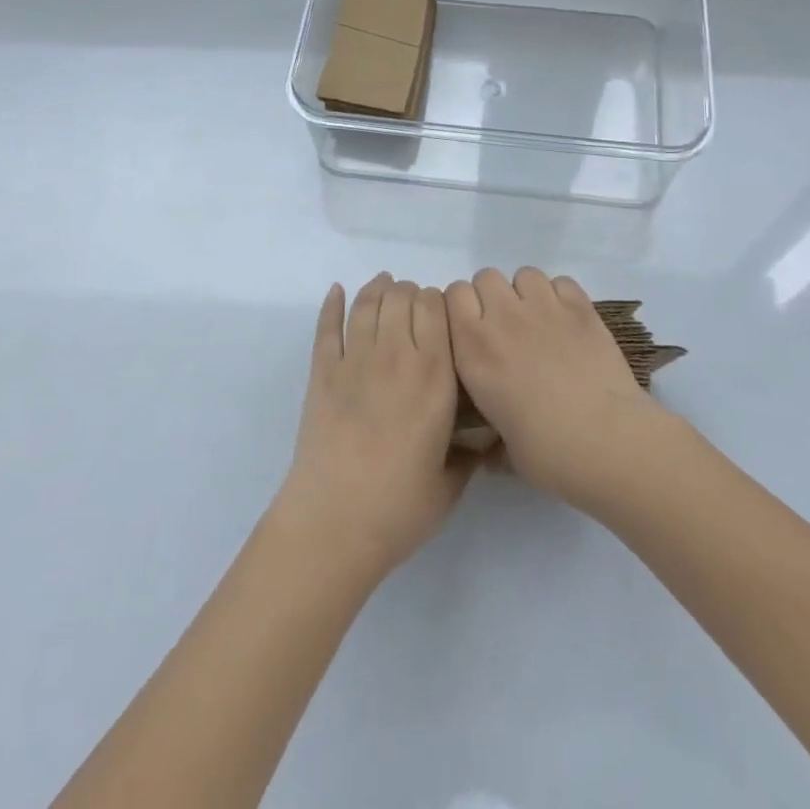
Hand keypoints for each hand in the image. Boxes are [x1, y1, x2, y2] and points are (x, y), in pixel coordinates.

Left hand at [273, 274, 473, 581]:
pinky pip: (327, 326)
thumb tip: (487, 440)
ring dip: (377, 289)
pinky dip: (332, 304)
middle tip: (412, 305)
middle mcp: (395, 356)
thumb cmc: (399, 508)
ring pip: (367, 304)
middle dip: (410, 293)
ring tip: (383, 286)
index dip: (438, 302)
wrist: (334, 523)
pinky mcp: (322, 372)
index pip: (436, 308)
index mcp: (434, 376)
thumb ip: (471, 454)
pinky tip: (337, 291)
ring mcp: (354, 361)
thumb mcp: (451, 483)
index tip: (440, 315)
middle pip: (402, 297)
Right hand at [446, 267, 669, 509]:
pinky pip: (561, 282)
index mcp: (474, 349)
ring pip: (524, 274)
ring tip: (539, 322)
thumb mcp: (503, 447)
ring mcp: (544, 308)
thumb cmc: (548, 453)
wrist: (608, 443)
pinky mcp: (581, 308)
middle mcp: (503, 318)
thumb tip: (490, 448)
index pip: (454, 294)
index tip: (472, 329)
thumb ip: (490, 435)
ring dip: (526, 293)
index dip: (462, 308)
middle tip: (506, 328)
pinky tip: (568, 323)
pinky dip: (561, 296)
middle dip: (492, 296)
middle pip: (486, 276)